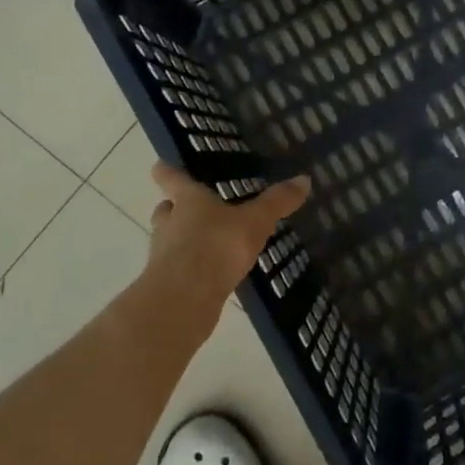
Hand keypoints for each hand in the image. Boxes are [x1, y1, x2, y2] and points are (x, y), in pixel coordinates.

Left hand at [144, 163, 311, 309]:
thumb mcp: (255, 221)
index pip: (172, 179)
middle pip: (165, 210)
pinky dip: (190, 268)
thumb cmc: (217, 246)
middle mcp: (170, 223)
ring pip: (169, 240)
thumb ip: (277, 202)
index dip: (167, 172)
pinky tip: (209, 273)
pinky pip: (178, 268)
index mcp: (188, 200)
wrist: (184, 298)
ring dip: (181, 239)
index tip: (160, 166)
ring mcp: (164, 255)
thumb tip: (304, 179)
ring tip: (206, 243)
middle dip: (173, 209)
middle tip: (188, 208)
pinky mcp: (168, 284)